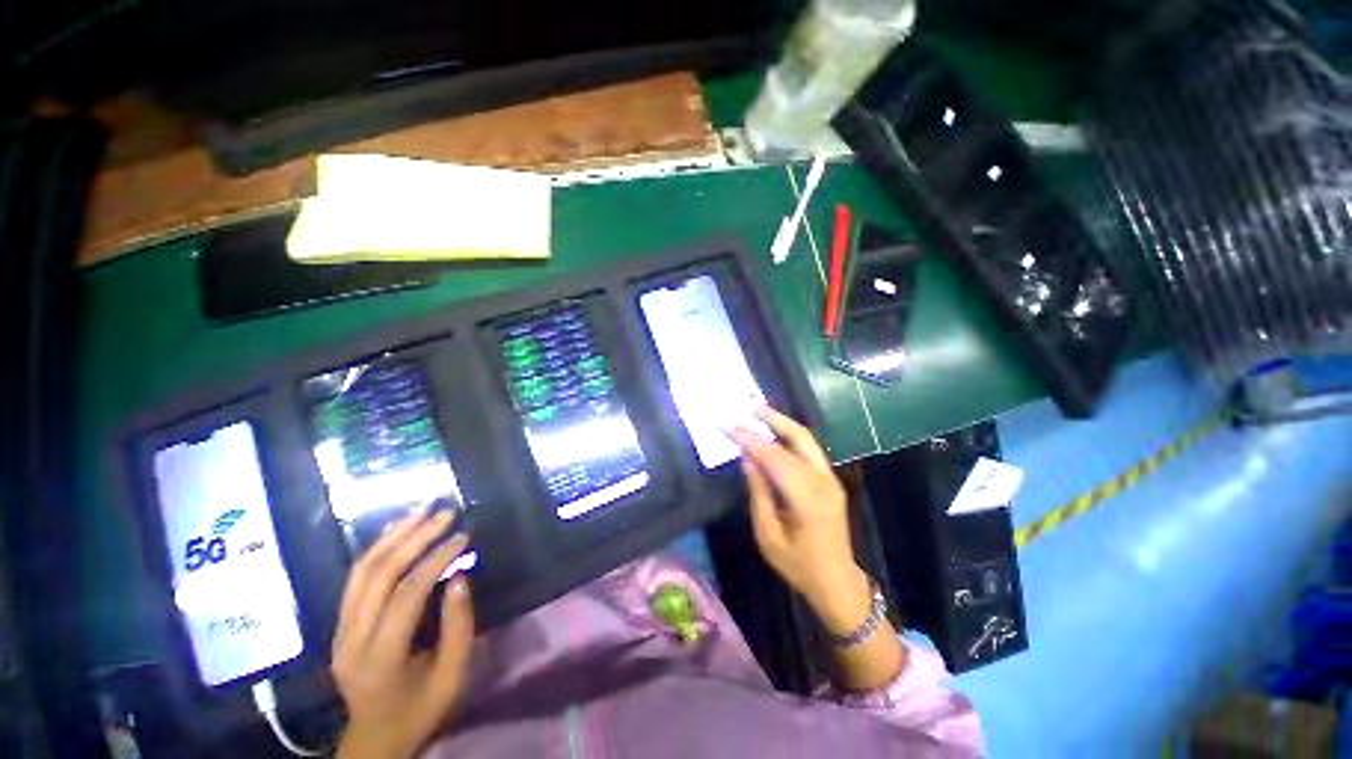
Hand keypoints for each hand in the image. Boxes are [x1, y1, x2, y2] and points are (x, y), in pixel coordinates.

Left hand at [331, 509, 474, 758]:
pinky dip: (377, 549)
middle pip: (379, 575)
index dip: (437, 559)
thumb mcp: (452, 676)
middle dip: (414, 537)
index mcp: (380, 657)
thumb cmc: (419, 710)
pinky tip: (396, 531)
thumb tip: (460, 576)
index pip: (407, 594)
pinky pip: (354, 579)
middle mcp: (350, 639)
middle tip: (445, 512)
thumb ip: (458, 626)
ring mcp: (338, 631)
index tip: (463, 535)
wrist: (373, 739)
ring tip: (420, 510)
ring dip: (392, 536)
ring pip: (360, 571)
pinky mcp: (338, 625)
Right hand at [727, 406, 869, 631]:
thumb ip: (758, 492)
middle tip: (750, 405)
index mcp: (806, 498)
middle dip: (773, 419)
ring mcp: (830, 479)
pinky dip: (790, 436)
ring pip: (806, 440)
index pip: (775, 457)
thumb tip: (747, 458)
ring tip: (760, 411)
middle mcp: (822, 481)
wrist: (836, 581)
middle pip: (798, 438)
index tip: (730, 426)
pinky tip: (775, 432)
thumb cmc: (797, 564)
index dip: (751, 439)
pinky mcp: (830, 480)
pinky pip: (808, 450)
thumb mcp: (768, 534)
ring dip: (782, 423)